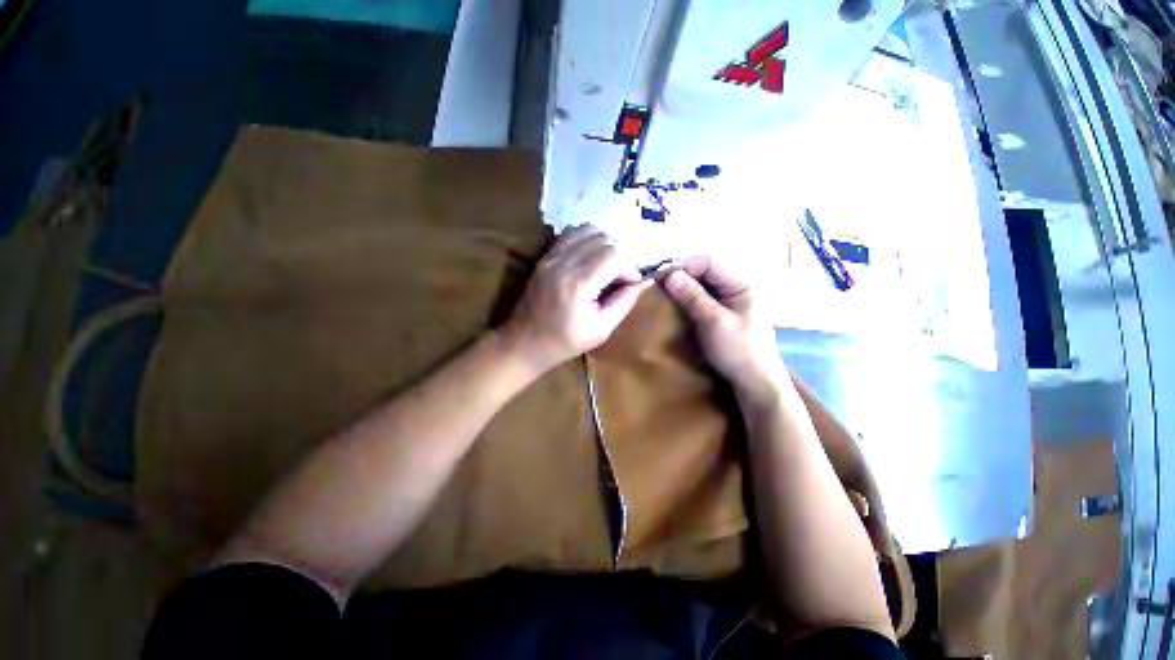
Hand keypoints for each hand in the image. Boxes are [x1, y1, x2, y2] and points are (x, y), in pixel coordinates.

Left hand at [500, 225, 652, 372]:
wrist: (524, 341)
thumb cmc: (565, 341)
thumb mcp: (601, 330)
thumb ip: (625, 302)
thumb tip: (645, 282)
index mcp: (578, 284)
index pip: (615, 254)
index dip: (629, 267)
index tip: (629, 285)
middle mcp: (563, 262)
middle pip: (604, 239)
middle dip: (619, 257)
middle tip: (617, 279)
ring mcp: (551, 256)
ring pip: (588, 230)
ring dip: (604, 245)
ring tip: (605, 267)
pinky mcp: (545, 255)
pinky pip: (571, 233)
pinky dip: (587, 240)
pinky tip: (589, 259)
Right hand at [663, 256, 783, 397]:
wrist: (755, 383)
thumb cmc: (739, 351)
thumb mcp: (713, 322)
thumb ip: (693, 297)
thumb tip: (670, 275)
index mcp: (742, 283)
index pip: (709, 262)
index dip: (684, 266)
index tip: (660, 277)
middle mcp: (737, 286)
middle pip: (706, 270)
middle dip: (682, 274)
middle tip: (659, 285)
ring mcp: (731, 299)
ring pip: (703, 283)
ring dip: (683, 286)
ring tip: (663, 292)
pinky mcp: (723, 312)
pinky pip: (703, 296)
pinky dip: (688, 297)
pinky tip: (676, 303)